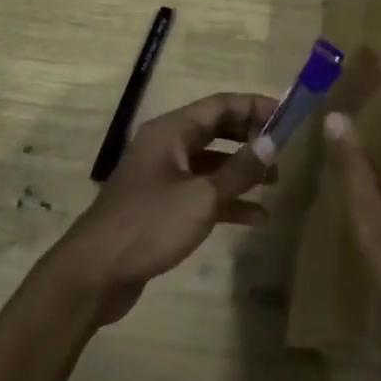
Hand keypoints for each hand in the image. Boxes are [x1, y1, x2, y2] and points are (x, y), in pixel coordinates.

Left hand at [52, 91, 277, 325]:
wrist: (93, 274)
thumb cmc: (148, 225)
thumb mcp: (201, 197)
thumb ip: (239, 170)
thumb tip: (273, 144)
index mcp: (171, 131)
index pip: (221, 105)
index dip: (255, 107)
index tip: (287, 117)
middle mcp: (167, 146)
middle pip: (217, 130)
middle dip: (250, 138)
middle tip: (283, 150)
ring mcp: (163, 177)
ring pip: (211, 163)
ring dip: (242, 170)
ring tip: (275, 183)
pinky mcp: (162, 206)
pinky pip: (202, 192)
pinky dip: (227, 200)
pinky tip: (255, 217)